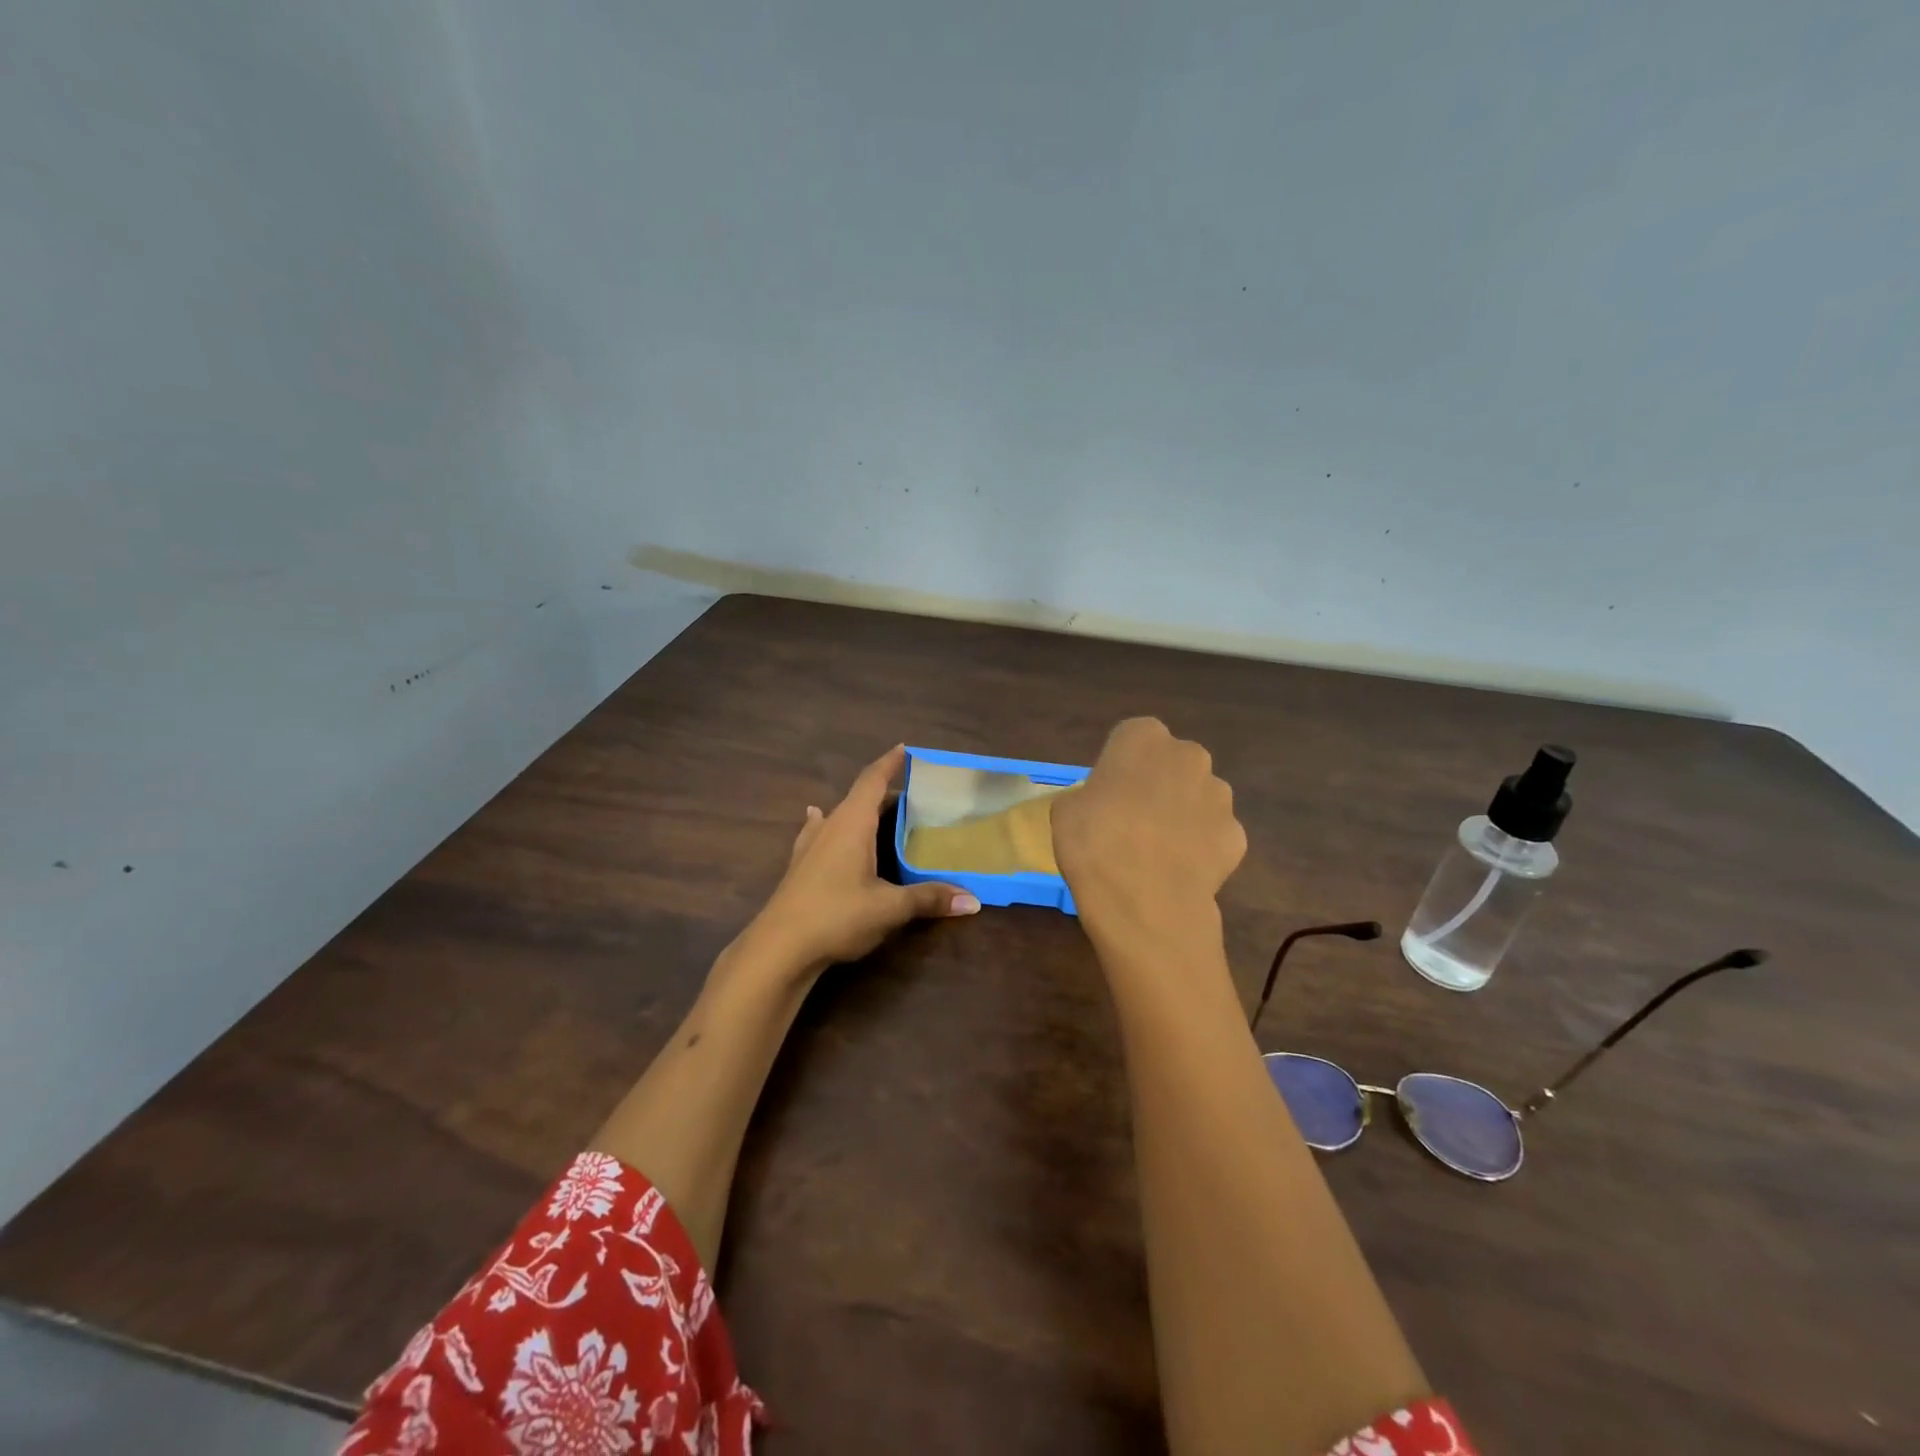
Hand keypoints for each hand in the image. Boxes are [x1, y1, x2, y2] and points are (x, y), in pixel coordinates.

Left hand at [745, 745, 979, 977]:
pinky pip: (820, 832)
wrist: (779, 948)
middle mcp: (830, 826)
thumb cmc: (837, 915)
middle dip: (885, 791)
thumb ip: (929, 898)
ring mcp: (810, 845)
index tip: (906, 749)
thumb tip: (973, 901)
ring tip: (879, 809)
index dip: (890, 763)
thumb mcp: (889, 908)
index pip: (873, 780)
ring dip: (860, 810)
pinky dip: (829, 824)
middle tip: (915, 794)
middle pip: (859, 797)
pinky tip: (818, 821)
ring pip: (839, 815)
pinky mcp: (800, 866)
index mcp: (852, 823)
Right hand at [1052, 718, 1246, 944]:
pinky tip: (1179, 871)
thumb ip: (1090, 795)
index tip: (1107, 794)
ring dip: (1183, 815)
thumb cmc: (1094, 842)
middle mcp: (1188, 756)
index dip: (1119, 766)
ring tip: (1157, 852)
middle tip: (1131, 820)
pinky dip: (1201, 849)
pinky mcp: (1237, 835)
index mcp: (1143, 738)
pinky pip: (1214, 835)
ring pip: (1198, 798)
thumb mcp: (1066, 810)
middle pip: (1172, 764)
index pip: (1131, 738)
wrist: (1144, 901)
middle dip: (1158, 784)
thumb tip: (1102, 805)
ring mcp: (1219, 796)